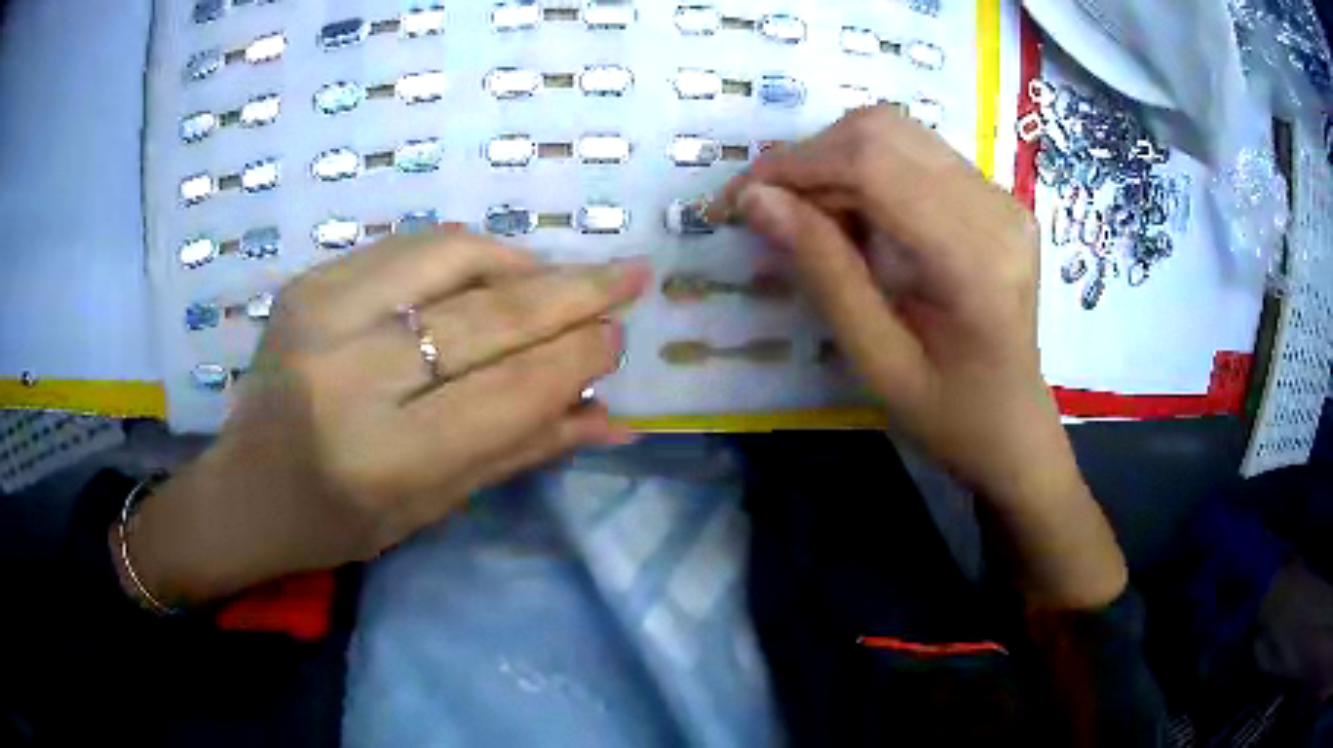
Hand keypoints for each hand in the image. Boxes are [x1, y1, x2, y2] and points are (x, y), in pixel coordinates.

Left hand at [127, 230, 649, 606]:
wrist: (242, 489)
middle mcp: (346, 374)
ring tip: (568, 279)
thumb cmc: (336, 522)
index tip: (620, 338)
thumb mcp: (431, 507)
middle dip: (571, 295)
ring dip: (525, 263)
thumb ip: (521, 449)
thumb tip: (615, 417)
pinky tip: (502, 272)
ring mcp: (320, 312)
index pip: (506, 392)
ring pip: (453, 255)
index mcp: (380, 457)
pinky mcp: (310, 280)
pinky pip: (413, 246)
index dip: (575, 359)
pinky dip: (472, 253)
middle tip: (630, 279)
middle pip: (485, 316)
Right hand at [720, 106, 1125, 608]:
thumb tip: (756, 199)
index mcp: (975, 258)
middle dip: (810, 159)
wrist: (1013, 426)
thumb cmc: (948, 415)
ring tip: (810, 215)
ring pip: (896, 132)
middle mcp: (997, 208)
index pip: (873, 165)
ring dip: (835, 160)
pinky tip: (855, 215)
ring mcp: (1002, 196)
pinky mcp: (996, 196)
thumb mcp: (876, 360)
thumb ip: (824, 272)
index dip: (795, 166)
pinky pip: (916, 152)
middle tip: (771, 209)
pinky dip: (866, 169)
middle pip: (883, 132)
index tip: (739, 197)